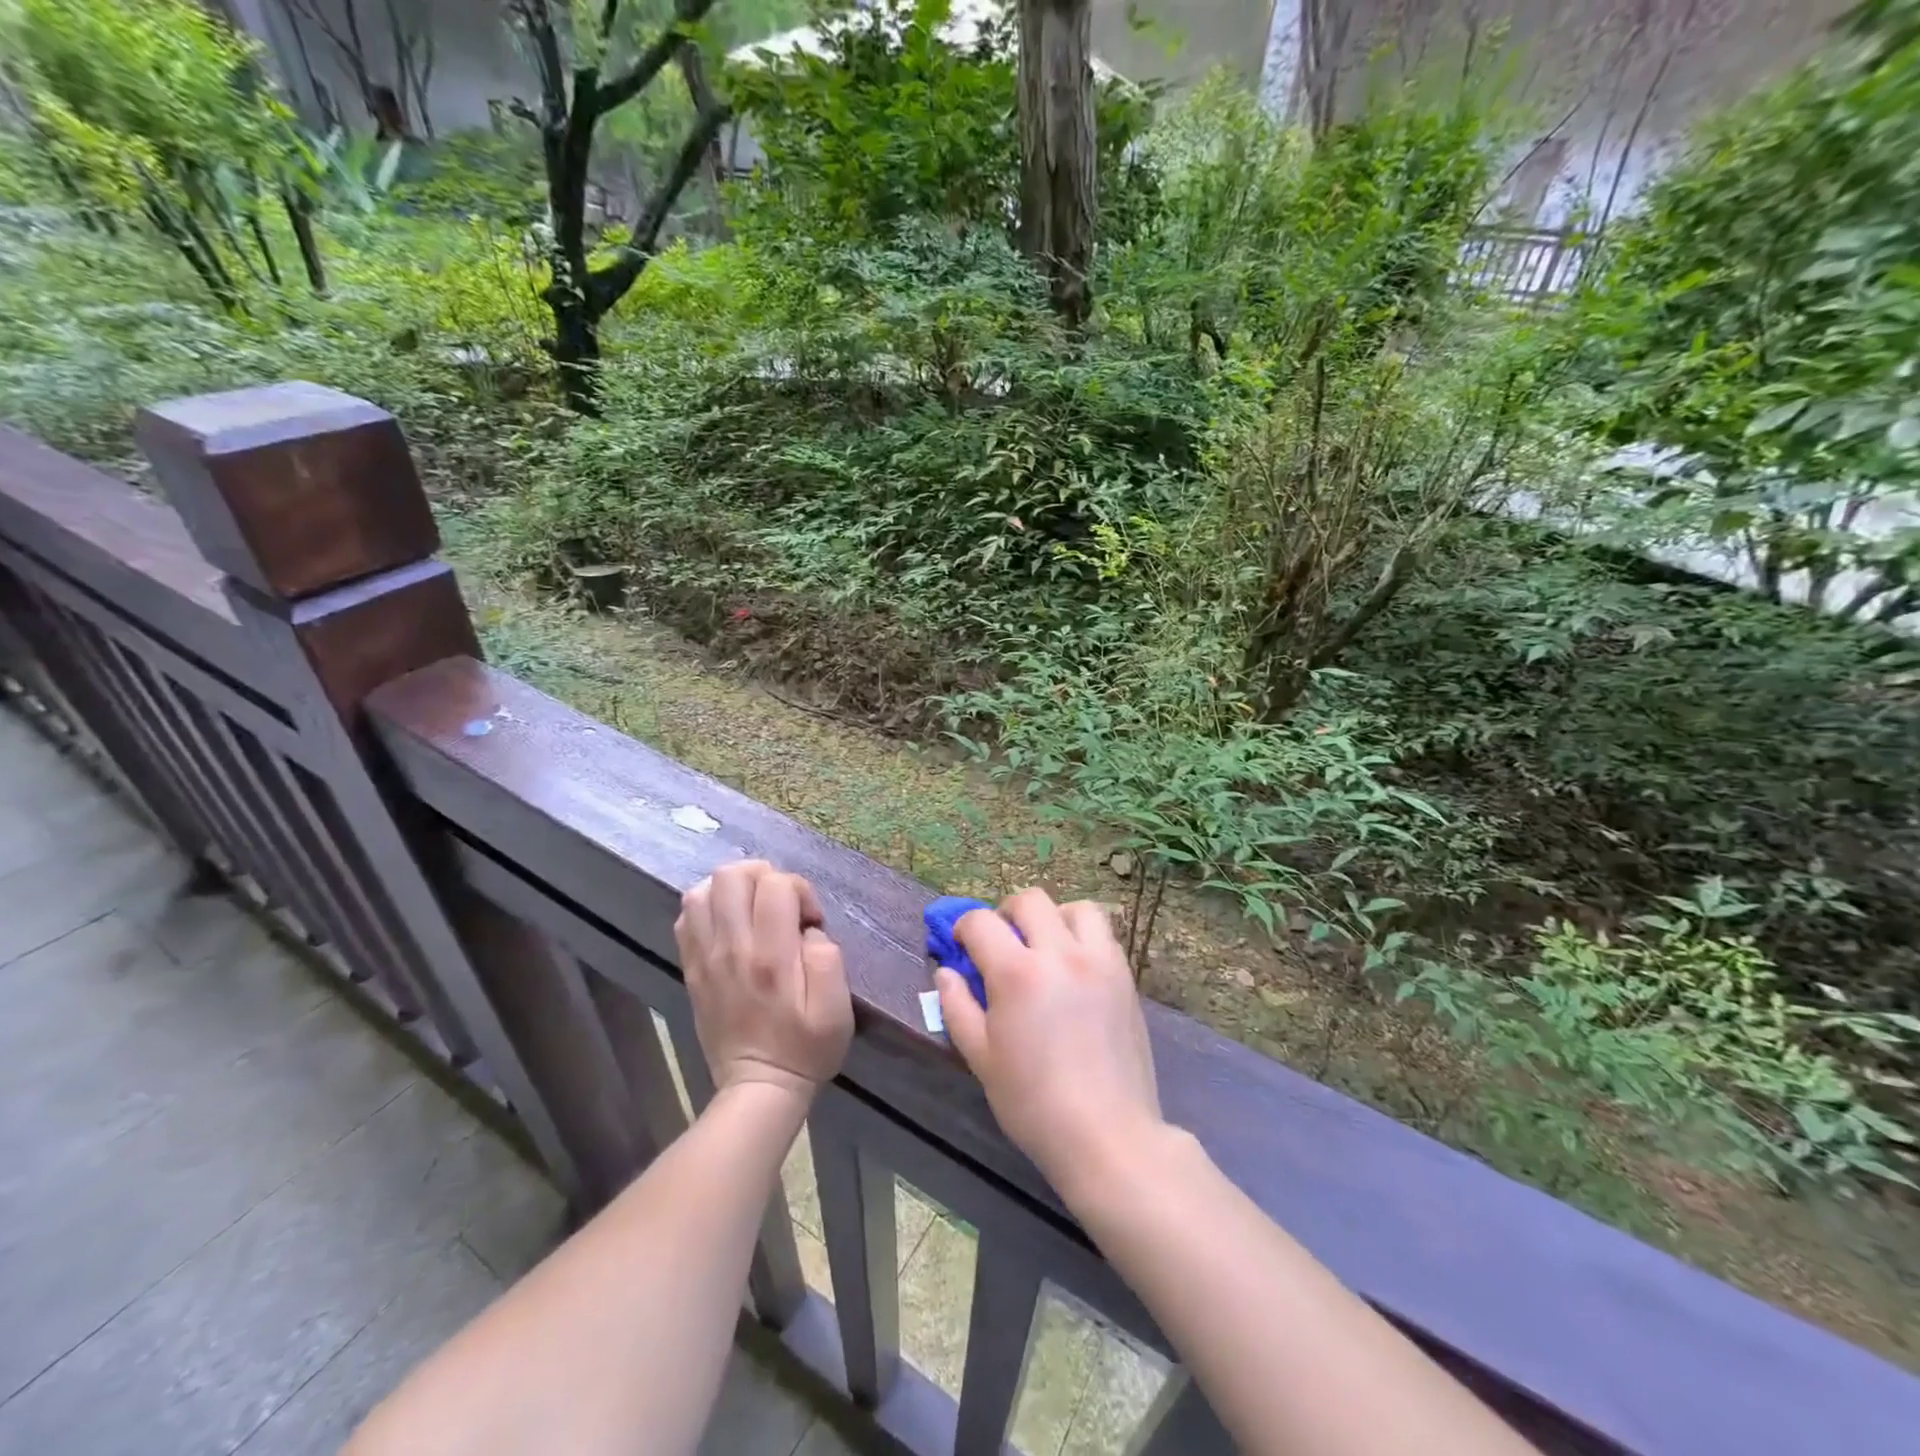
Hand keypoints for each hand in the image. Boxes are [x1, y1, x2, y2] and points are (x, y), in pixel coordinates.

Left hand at [676, 861, 853, 1104]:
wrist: (758, 1088)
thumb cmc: (806, 1048)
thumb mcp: (836, 1008)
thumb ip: (828, 957)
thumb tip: (808, 930)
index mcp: (772, 957)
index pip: (776, 885)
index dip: (801, 890)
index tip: (811, 921)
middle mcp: (732, 949)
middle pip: (732, 875)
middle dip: (764, 876)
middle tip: (781, 904)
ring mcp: (705, 958)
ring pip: (702, 890)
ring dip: (732, 888)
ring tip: (754, 908)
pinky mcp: (692, 969)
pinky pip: (686, 918)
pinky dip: (708, 907)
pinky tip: (729, 923)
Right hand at [935, 889, 1163, 1200]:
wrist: (1107, 1134)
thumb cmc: (1033, 1103)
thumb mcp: (981, 1058)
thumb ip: (957, 1007)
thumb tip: (946, 971)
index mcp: (1017, 973)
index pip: (981, 922)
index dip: (963, 927)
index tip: (962, 945)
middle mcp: (1060, 954)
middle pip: (1030, 900)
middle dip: (1006, 914)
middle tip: (1002, 944)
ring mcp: (1099, 961)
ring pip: (1075, 907)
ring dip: (1053, 918)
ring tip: (1045, 948)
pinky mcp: (1124, 976)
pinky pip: (1104, 934)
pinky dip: (1083, 936)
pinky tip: (1074, 969)